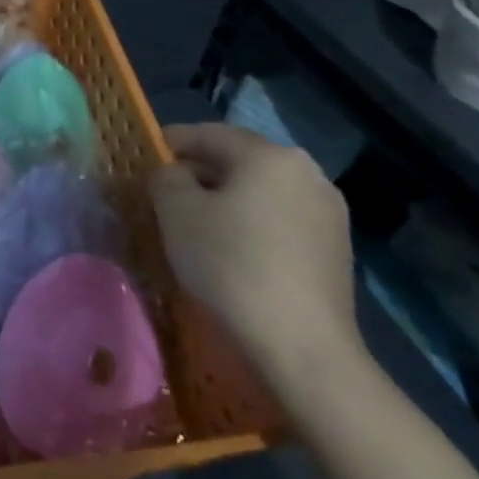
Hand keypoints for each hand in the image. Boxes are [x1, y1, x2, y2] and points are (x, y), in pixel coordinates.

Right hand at [148, 123, 359, 391]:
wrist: (300, 344)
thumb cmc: (229, 264)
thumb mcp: (176, 212)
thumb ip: (166, 178)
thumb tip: (174, 175)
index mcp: (269, 156)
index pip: (208, 133)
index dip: (170, 142)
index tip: (143, 158)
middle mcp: (307, 173)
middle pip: (238, 161)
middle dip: (198, 173)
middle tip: (162, 193)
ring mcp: (328, 213)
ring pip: (260, 192)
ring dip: (225, 199)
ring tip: (193, 223)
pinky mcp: (334, 249)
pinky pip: (279, 219)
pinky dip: (250, 223)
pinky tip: (229, 249)